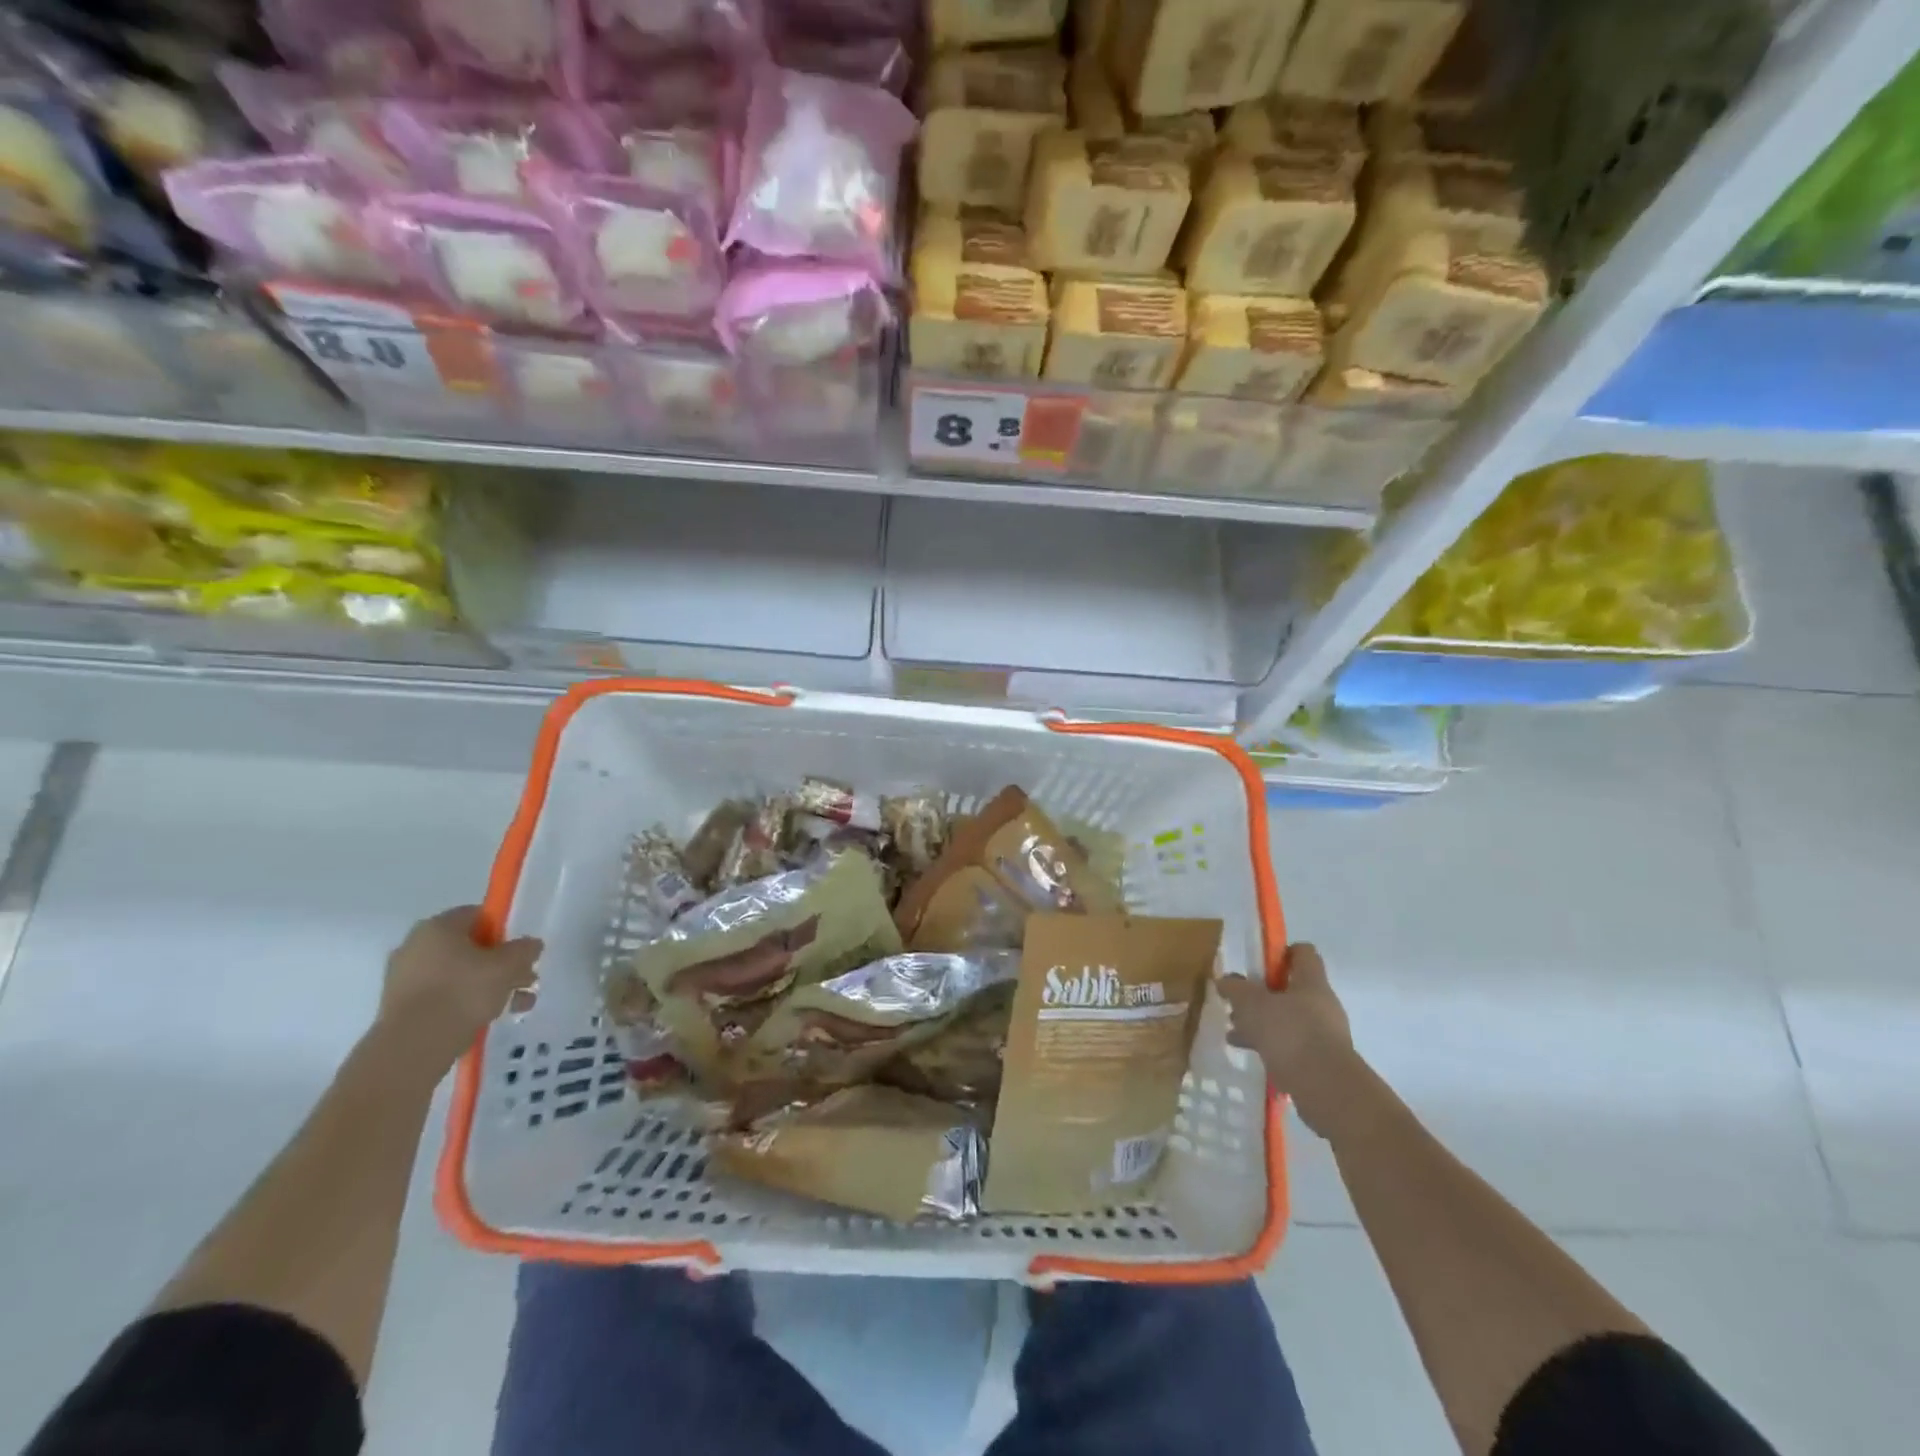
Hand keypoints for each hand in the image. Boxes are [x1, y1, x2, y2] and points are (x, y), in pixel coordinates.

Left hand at [376, 906, 541, 1072]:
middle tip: (525, 981)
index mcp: (438, 927)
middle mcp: (415, 946)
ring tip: (516, 1006)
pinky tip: (489, 1019)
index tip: (520, 952)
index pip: (479, 916)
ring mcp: (404, 978)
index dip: (505, 931)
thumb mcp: (508, 966)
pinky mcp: (401, 1006)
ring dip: (489, 986)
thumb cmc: (463, 993)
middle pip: (470, 947)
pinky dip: (465, 1003)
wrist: (412, 1047)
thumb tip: (530, 945)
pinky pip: (442, 995)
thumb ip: (525, 949)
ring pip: (458, 974)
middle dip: (501, 964)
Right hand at [1218, 944, 1361, 1138]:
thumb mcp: (1251, 1004)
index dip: (1280, 952)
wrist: (1327, 1089)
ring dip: (1262, 1023)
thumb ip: (1236, 988)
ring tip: (1236, 1032)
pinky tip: (1251, 1053)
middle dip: (1261, 995)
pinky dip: (1271, 1046)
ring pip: (1288, 1019)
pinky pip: (1292, 1045)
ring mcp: (1325, 1034)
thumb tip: (1225, 979)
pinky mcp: (1322, 1061)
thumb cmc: (1289, 1033)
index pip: (1303, 953)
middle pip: (1291, 989)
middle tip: (1238, 1004)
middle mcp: (1322, 1004)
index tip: (1257, 965)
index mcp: (1311, 982)